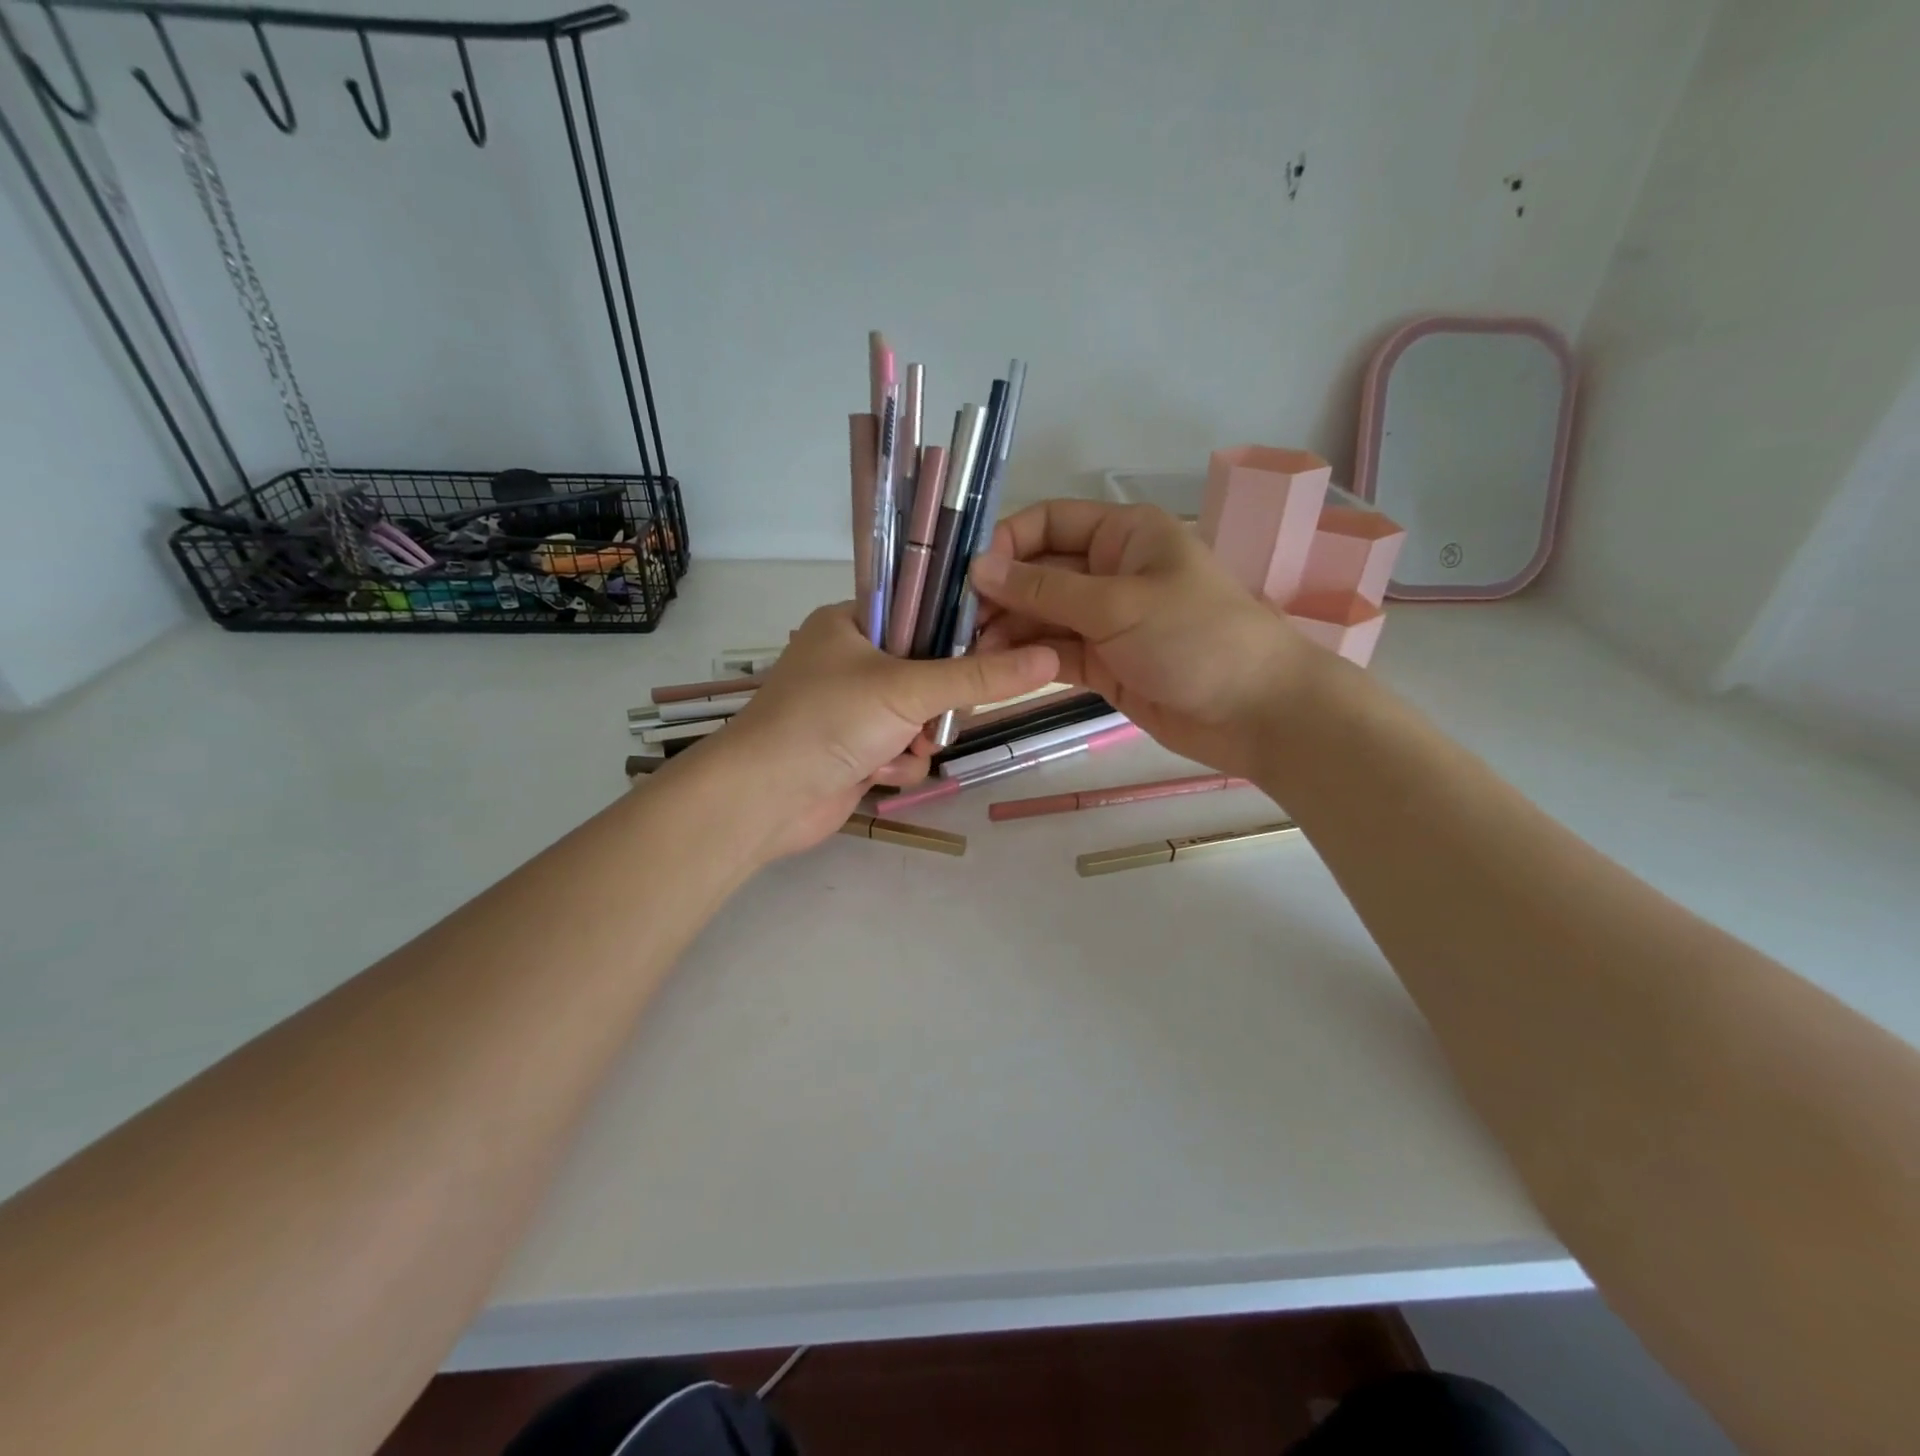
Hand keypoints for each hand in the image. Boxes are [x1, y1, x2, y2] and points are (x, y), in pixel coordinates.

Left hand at [692, 602, 1058, 860]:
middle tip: (936, 714)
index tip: (988, 652)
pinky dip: (897, 764)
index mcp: (852, 622)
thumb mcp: (908, 689)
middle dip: (938, 702)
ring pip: (920, 716)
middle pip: (929, 670)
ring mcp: (853, 709)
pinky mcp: (855, 750)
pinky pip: (902, 750)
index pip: (922, 610)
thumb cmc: (828, 721)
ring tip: (903, 746)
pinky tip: (877, 773)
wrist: (764, 799)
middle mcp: (852, 660)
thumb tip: (1049, 659)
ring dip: (918, 738)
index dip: (957, 631)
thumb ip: (979, 676)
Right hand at [969, 500, 1319, 779]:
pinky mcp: (1102, 663)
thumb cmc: (1196, 638)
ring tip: (969, 651)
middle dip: (998, 594)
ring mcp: (1104, 621)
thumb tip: (977, 567)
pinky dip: (1026, 658)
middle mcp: (1109, 572)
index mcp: (1122, 535)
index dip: (1006, 543)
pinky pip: (1054, 652)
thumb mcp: (1118, 605)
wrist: (1257, 713)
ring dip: (1006, 630)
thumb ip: (1044, 590)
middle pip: (1038, 572)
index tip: (967, 575)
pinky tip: (993, 667)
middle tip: (957, 623)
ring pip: (1040, 617)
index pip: (1048, 522)